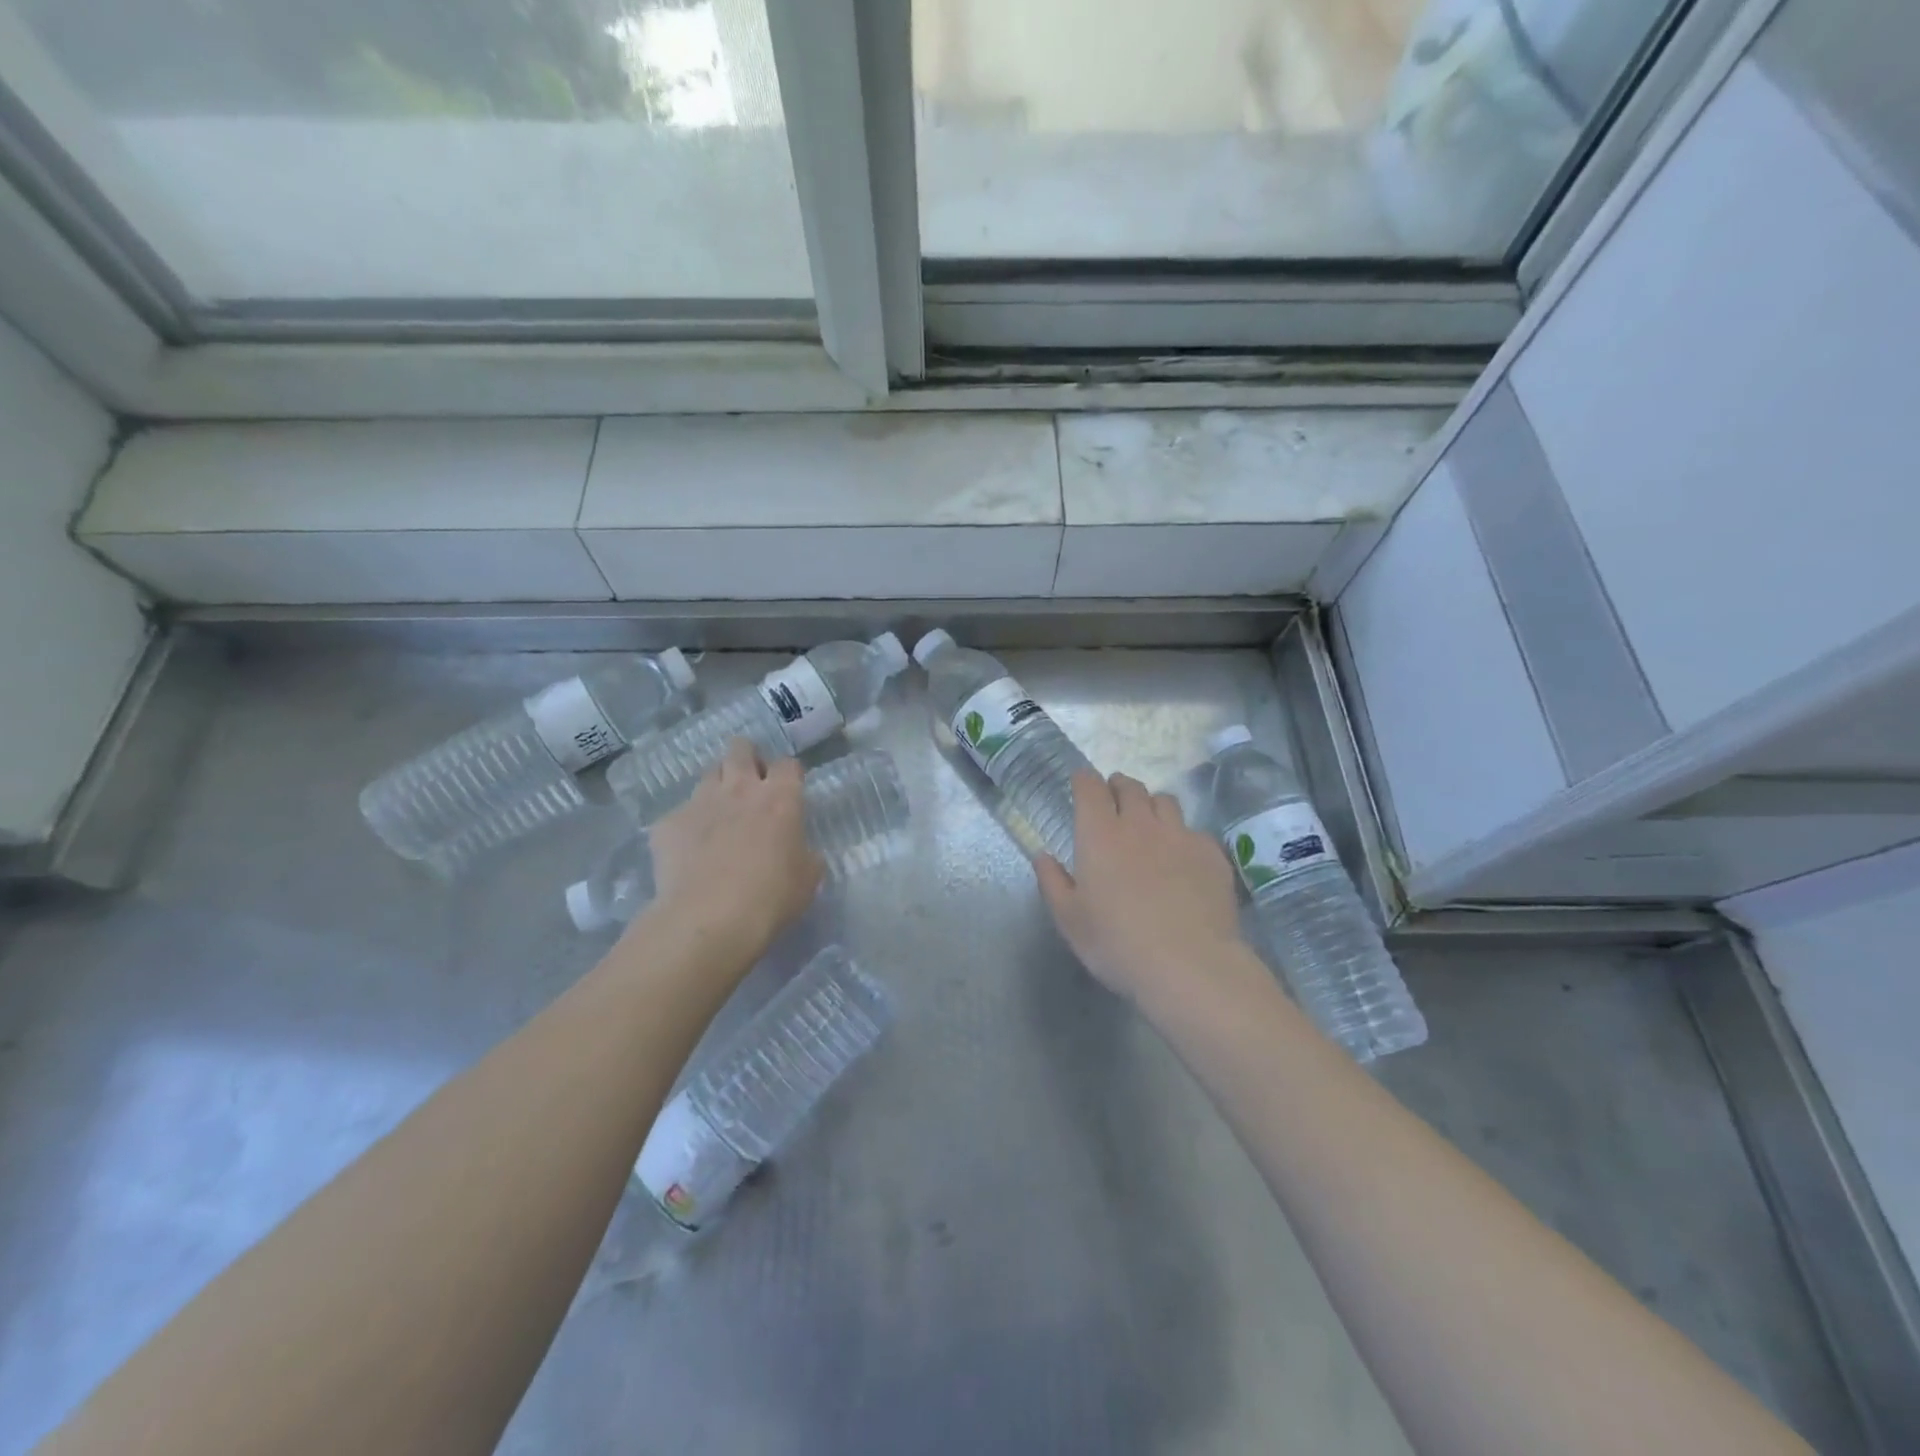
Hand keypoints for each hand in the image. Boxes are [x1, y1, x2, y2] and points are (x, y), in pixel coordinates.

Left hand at [637, 740, 822, 965]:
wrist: (709, 918)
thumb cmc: (771, 897)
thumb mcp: (808, 877)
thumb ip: (805, 852)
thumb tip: (797, 849)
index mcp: (780, 799)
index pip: (788, 764)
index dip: (788, 774)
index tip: (788, 790)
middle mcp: (739, 789)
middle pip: (740, 749)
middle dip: (746, 758)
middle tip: (750, 783)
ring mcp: (700, 802)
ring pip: (708, 774)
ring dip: (717, 786)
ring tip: (719, 813)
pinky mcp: (667, 823)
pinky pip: (679, 813)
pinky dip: (687, 826)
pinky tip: (689, 851)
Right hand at [1035, 771, 1245, 1004]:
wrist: (1189, 965)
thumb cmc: (1117, 943)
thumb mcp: (1070, 920)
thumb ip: (1052, 882)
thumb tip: (1042, 856)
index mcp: (1100, 834)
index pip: (1090, 787)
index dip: (1084, 780)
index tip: (1081, 783)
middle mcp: (1140, 824)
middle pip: (1130, 787)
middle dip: (1118, 787)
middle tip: (1114, 800)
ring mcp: (1180, 835)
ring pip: (1165, 801)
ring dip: (1152, 805)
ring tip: (1149, 823)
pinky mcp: (1212, 854)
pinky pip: (1194, 830)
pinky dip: (1183, 835)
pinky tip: (1182, 858)